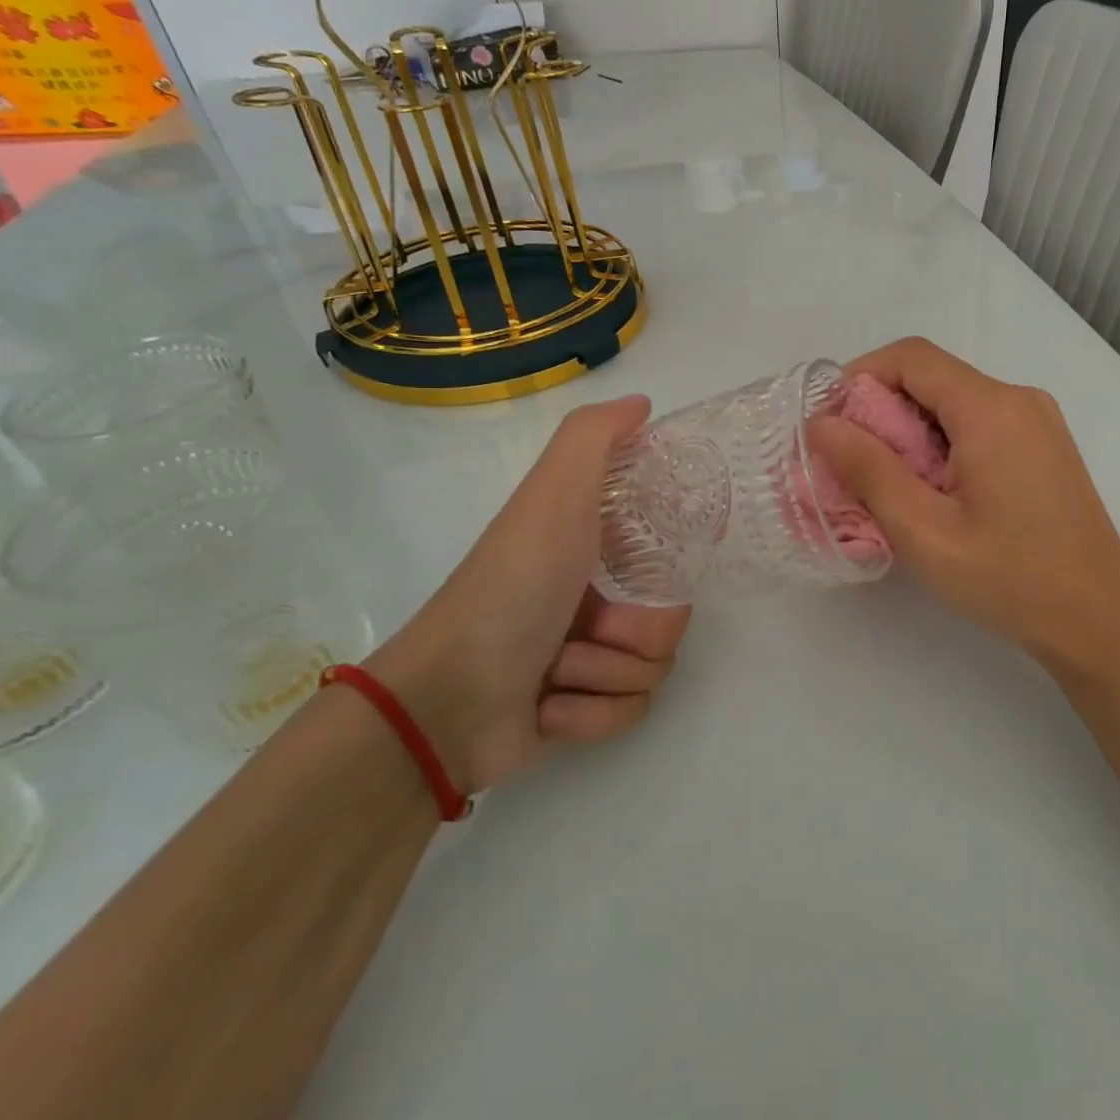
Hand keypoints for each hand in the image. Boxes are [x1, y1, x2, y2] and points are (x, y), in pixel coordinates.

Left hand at [367, 396, 689, 795]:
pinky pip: (630, 713)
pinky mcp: (584, 713)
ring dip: (605, 674)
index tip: (647, 571)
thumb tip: (643, 404)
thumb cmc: (511, 588)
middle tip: (588, 628)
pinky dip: (591, 716)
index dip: (669, 567)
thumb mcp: (552, 497)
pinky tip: (549, 709)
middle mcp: (599, 599)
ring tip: (557, 672)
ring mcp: (592, 659)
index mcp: (596, 550)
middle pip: (672, 619)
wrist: (447, 699)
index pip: (673, 557)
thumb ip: (594, 439)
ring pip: (655, 668)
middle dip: (634, 632)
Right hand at [807, 338, 1119, 669]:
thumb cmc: (1010, 578)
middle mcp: (1019, 399)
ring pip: (955, 404)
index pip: (911, 357)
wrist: (1100, 620)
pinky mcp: (1045, 447)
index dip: (860, 377)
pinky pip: (980, 426)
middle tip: (850, 466)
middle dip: (882, 412)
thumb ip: (868, 470)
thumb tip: (823, 424)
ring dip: (911, 433)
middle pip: (933, 379)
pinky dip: (943, 446)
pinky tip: (933, 494)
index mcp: (991, 408)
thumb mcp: (924, 530)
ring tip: (887, 487)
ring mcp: (1039, 423)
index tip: (830, 423)